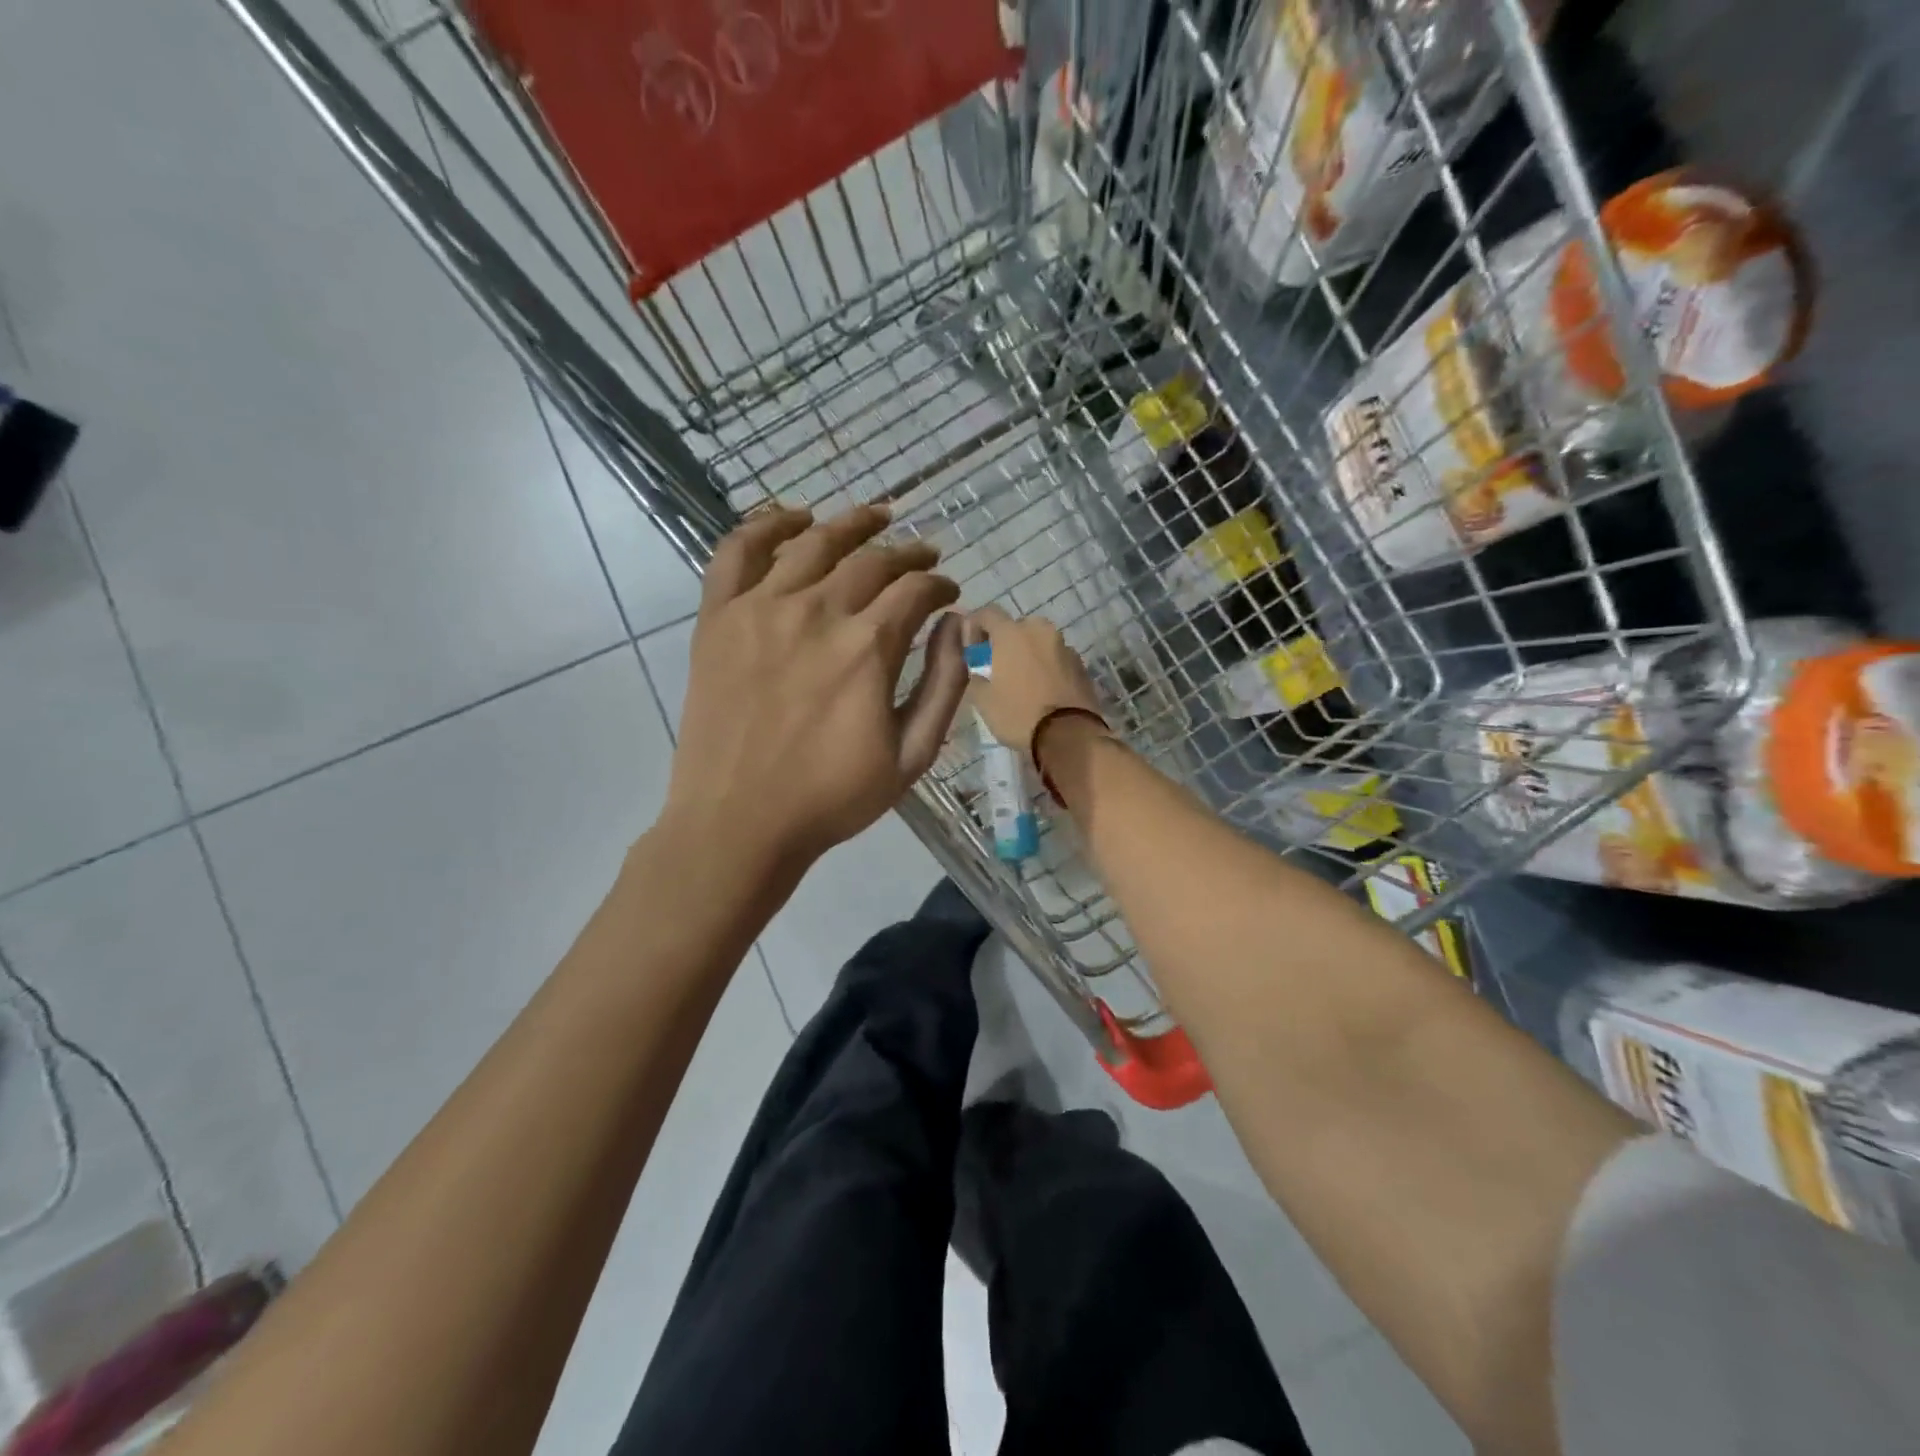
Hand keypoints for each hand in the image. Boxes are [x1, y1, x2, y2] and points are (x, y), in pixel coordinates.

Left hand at [665, 504, 969, 872]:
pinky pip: (738, 551)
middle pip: (871, 560)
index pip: (915, 591)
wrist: (738, 822)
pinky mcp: (718, 618)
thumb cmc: (832, 797)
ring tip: (876, 515)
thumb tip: (961, 625)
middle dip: (907, 553)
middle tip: (923, 555)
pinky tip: (794, 519)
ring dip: (851, 523)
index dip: (939, 586)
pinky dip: (767, 524)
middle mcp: (816, 612)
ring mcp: (760, 609)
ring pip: (813, 541)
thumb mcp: (912, 755)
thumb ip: (945, 684)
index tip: (948, 593)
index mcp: (867, 648)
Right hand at [967, 605, 1105, 754]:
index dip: (975, 626)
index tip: (972, 648)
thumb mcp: (984, 702)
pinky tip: (1044, 690)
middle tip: (998, 666)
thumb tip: (976, 673)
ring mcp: (1065, 647)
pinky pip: (1057, 659)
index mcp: (1012, 634)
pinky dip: (1048, 667)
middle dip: (1006, 642)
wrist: (1070, 735)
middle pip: (1017, 626)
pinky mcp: (1082, 665)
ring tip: (1023, 680)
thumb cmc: (1019, 715)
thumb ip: (975, 680)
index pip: (988, 613)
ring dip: (1029, 654)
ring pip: (1040, 642)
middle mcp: (1040, 632)